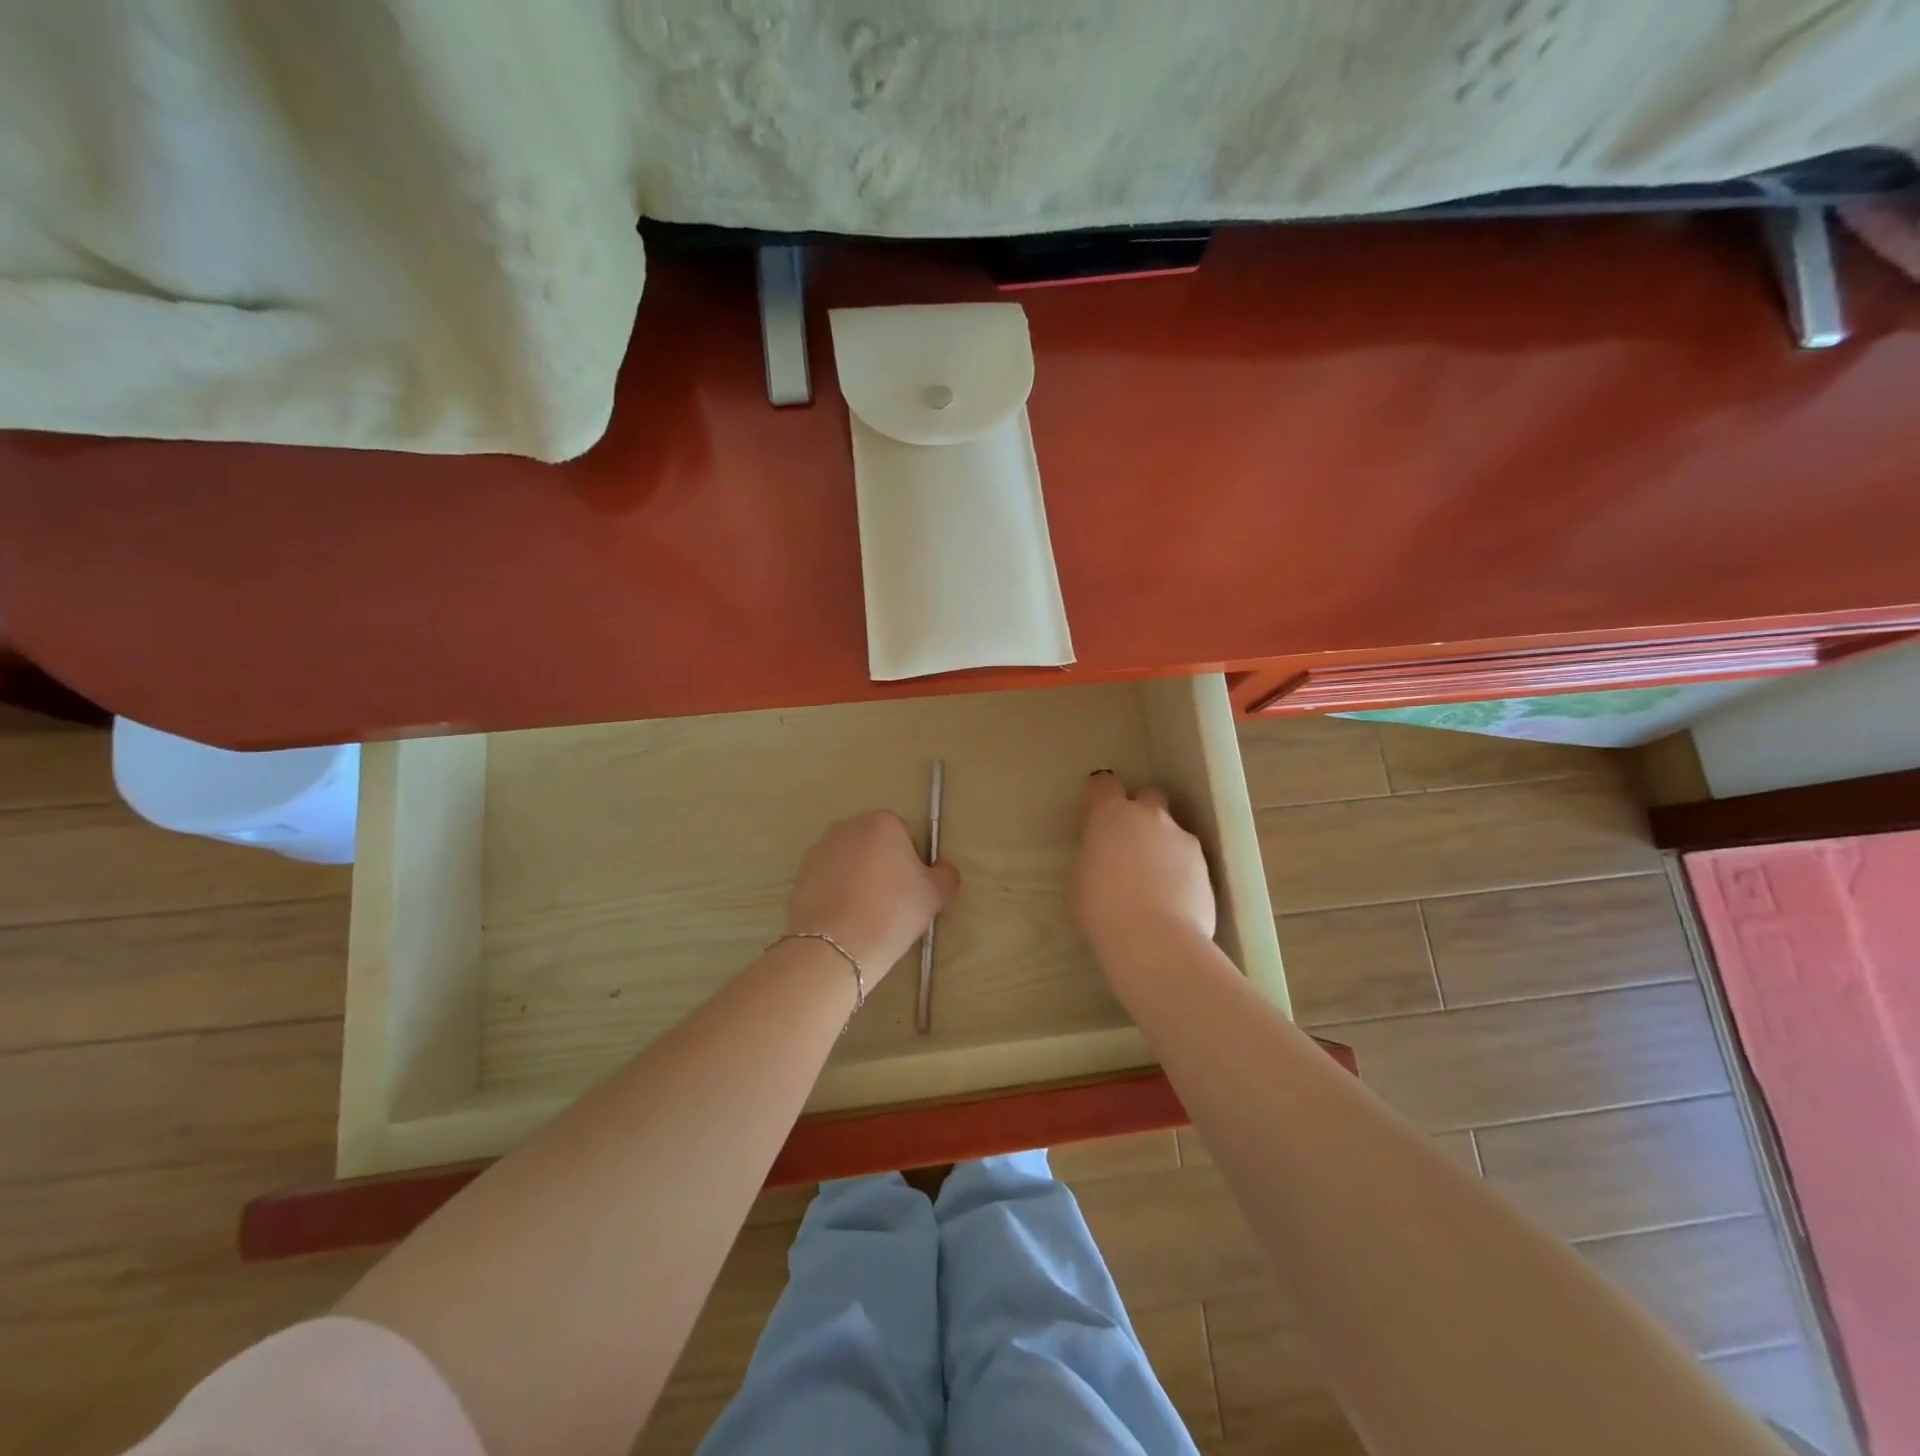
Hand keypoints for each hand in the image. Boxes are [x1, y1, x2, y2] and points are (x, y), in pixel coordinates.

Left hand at [786, 810, 958, 975]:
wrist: (836, 945)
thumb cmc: (893, 910)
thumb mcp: (935, 895)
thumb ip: (946, 875)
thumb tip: (942, 868)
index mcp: (882, 822)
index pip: (905, 834)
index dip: (912, 860)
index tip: (912, 888)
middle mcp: (847, 826)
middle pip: (874, 843)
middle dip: (883, 865)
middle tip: (892, 901)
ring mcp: (819, 849)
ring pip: (849, 861)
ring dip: (858, 878)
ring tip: (866, 913)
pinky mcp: (800, 874)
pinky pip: (828, 879)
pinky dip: (837, 892)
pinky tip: (845, 919)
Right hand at [1074, 772, 1216, 957]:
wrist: (1154, 940)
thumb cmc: (1102, 910)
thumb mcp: (1081, 880)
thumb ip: (1094, 858)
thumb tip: (1104, 859)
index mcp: (1110, 816)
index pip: (1104, 785)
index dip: (1100, 792)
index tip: (1096, 804)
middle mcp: (1149, 818)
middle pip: (1149, 796)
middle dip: (1141, 810)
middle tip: (1131, 839)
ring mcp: (1182, 840)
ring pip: (1173, 830)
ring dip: (1163, 844)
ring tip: (1156, 878)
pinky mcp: (1205, 866)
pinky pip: (1189, 859)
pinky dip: (1182, 871)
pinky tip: (1174, 897)